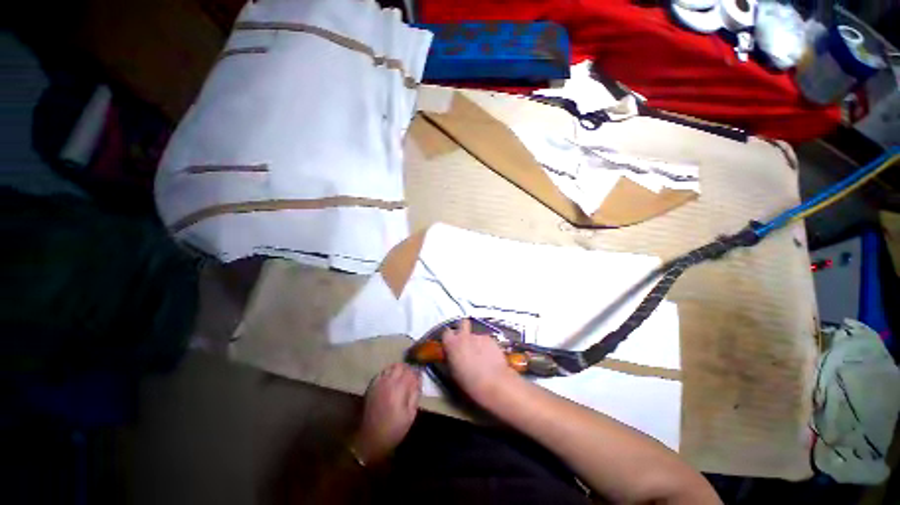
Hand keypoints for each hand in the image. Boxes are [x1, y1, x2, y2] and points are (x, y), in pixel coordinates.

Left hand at [352, 363, 420, 464]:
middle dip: (408, 369)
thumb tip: (418, 381)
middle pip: (400, 366)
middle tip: (411, 377)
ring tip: (401, 378)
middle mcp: (388, 381)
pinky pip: (382, 373)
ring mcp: (378, 383)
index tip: (420, 378)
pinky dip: (388, 373)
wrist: (370, 439)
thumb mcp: (410, 415)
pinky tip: (390, 382)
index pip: (411, 372)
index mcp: (399, 388)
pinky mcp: (371, 386)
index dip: (417, 373)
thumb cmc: (394, 429)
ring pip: (390, 367)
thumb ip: (415, 395)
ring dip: (397, 370)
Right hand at [442, 318, 520, 404]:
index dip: (449, 337)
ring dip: (476, 341)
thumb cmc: (470, 382)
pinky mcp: (491, 339)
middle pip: (462, 322)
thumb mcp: (453, 373)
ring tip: (480, 355)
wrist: (493, 382)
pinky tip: (489, 357)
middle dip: (463, 328)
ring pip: (475, 334)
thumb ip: (451, 358)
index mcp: (451, 344)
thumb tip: (452, 356)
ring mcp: (478, 336)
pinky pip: (486, 340)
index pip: (446, 332)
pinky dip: (486, 346)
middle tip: (465, 340)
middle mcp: (464, 336)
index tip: (451, 344)